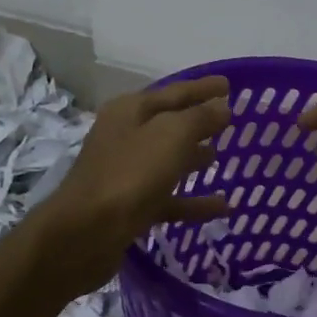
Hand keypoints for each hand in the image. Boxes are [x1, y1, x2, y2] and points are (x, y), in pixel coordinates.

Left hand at [29, 75, 231, 296]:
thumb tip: (222, 107)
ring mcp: (126, 174)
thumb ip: (200, 118)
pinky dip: (194, 201)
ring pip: (167, 161)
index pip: (175, 91)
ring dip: (194, 158)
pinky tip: (223, 207)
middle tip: (229, 121)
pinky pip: (169, 198)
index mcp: (131, 111)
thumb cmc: (130, 174)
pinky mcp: (130, 208)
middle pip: (169, 125)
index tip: (230, 84)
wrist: (86, 233)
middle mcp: (126, 137)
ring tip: (221, 158)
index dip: (203, 88)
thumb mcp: (171, 136)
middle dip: (198, 122)